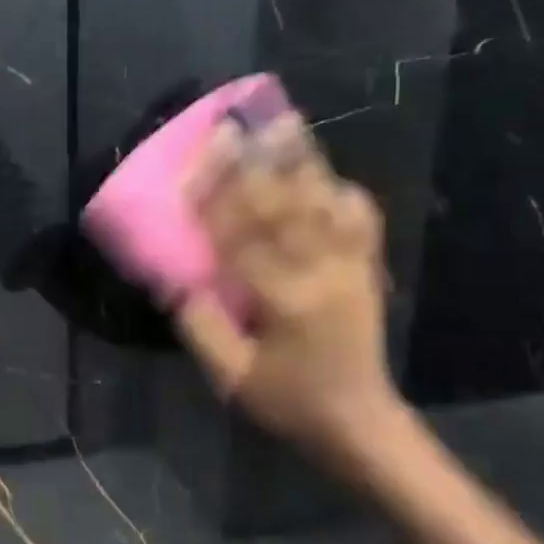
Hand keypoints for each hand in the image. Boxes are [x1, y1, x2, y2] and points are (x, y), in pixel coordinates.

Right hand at [176, 112, 404, 463]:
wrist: (359, 422)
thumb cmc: (288, 401)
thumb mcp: (232, 378)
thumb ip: (202, 329)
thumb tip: (175, 281)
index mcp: (284, 301)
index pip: (242, 236)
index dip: (218, 193)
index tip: (203, 155)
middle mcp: (321, 274)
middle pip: (285, 206)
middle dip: (258, 161)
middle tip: (240, 122)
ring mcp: (351, 268)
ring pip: (324, 202)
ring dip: (302, 159)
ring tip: (285, 121)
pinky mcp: (368, 270)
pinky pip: (360, 220)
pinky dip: (343, 191)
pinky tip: (327, 171)